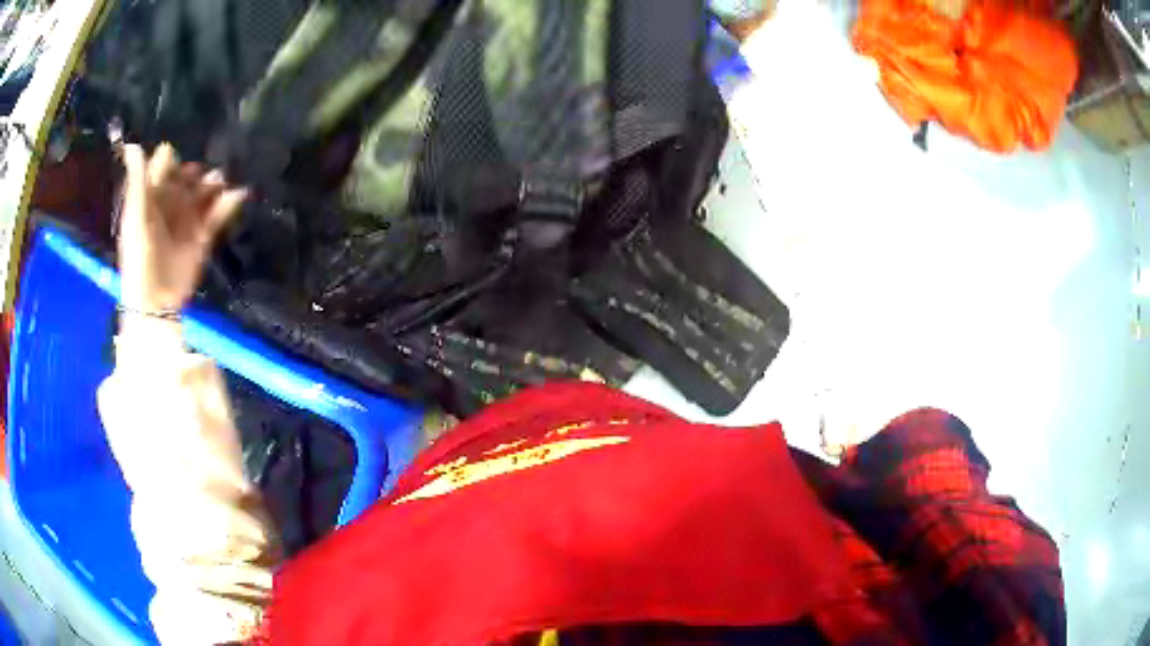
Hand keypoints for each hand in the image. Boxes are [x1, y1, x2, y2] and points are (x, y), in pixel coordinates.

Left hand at [119, 143, 246, 313]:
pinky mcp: (202, 237)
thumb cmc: (138, 259)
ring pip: (205, 193)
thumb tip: (133, 144)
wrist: (155, 302)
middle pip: (187, 177)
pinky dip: (229, 204)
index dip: (173, 163)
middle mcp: (170, 204)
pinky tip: (237, 195)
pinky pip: (218, 214)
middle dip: (197, 173)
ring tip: (220, 184)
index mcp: (151, 197)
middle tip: (204, 176)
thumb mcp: (134, 217)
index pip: (165, 167)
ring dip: (214, 185)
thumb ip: (138, 182)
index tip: (180, 164)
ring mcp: (187, 221)